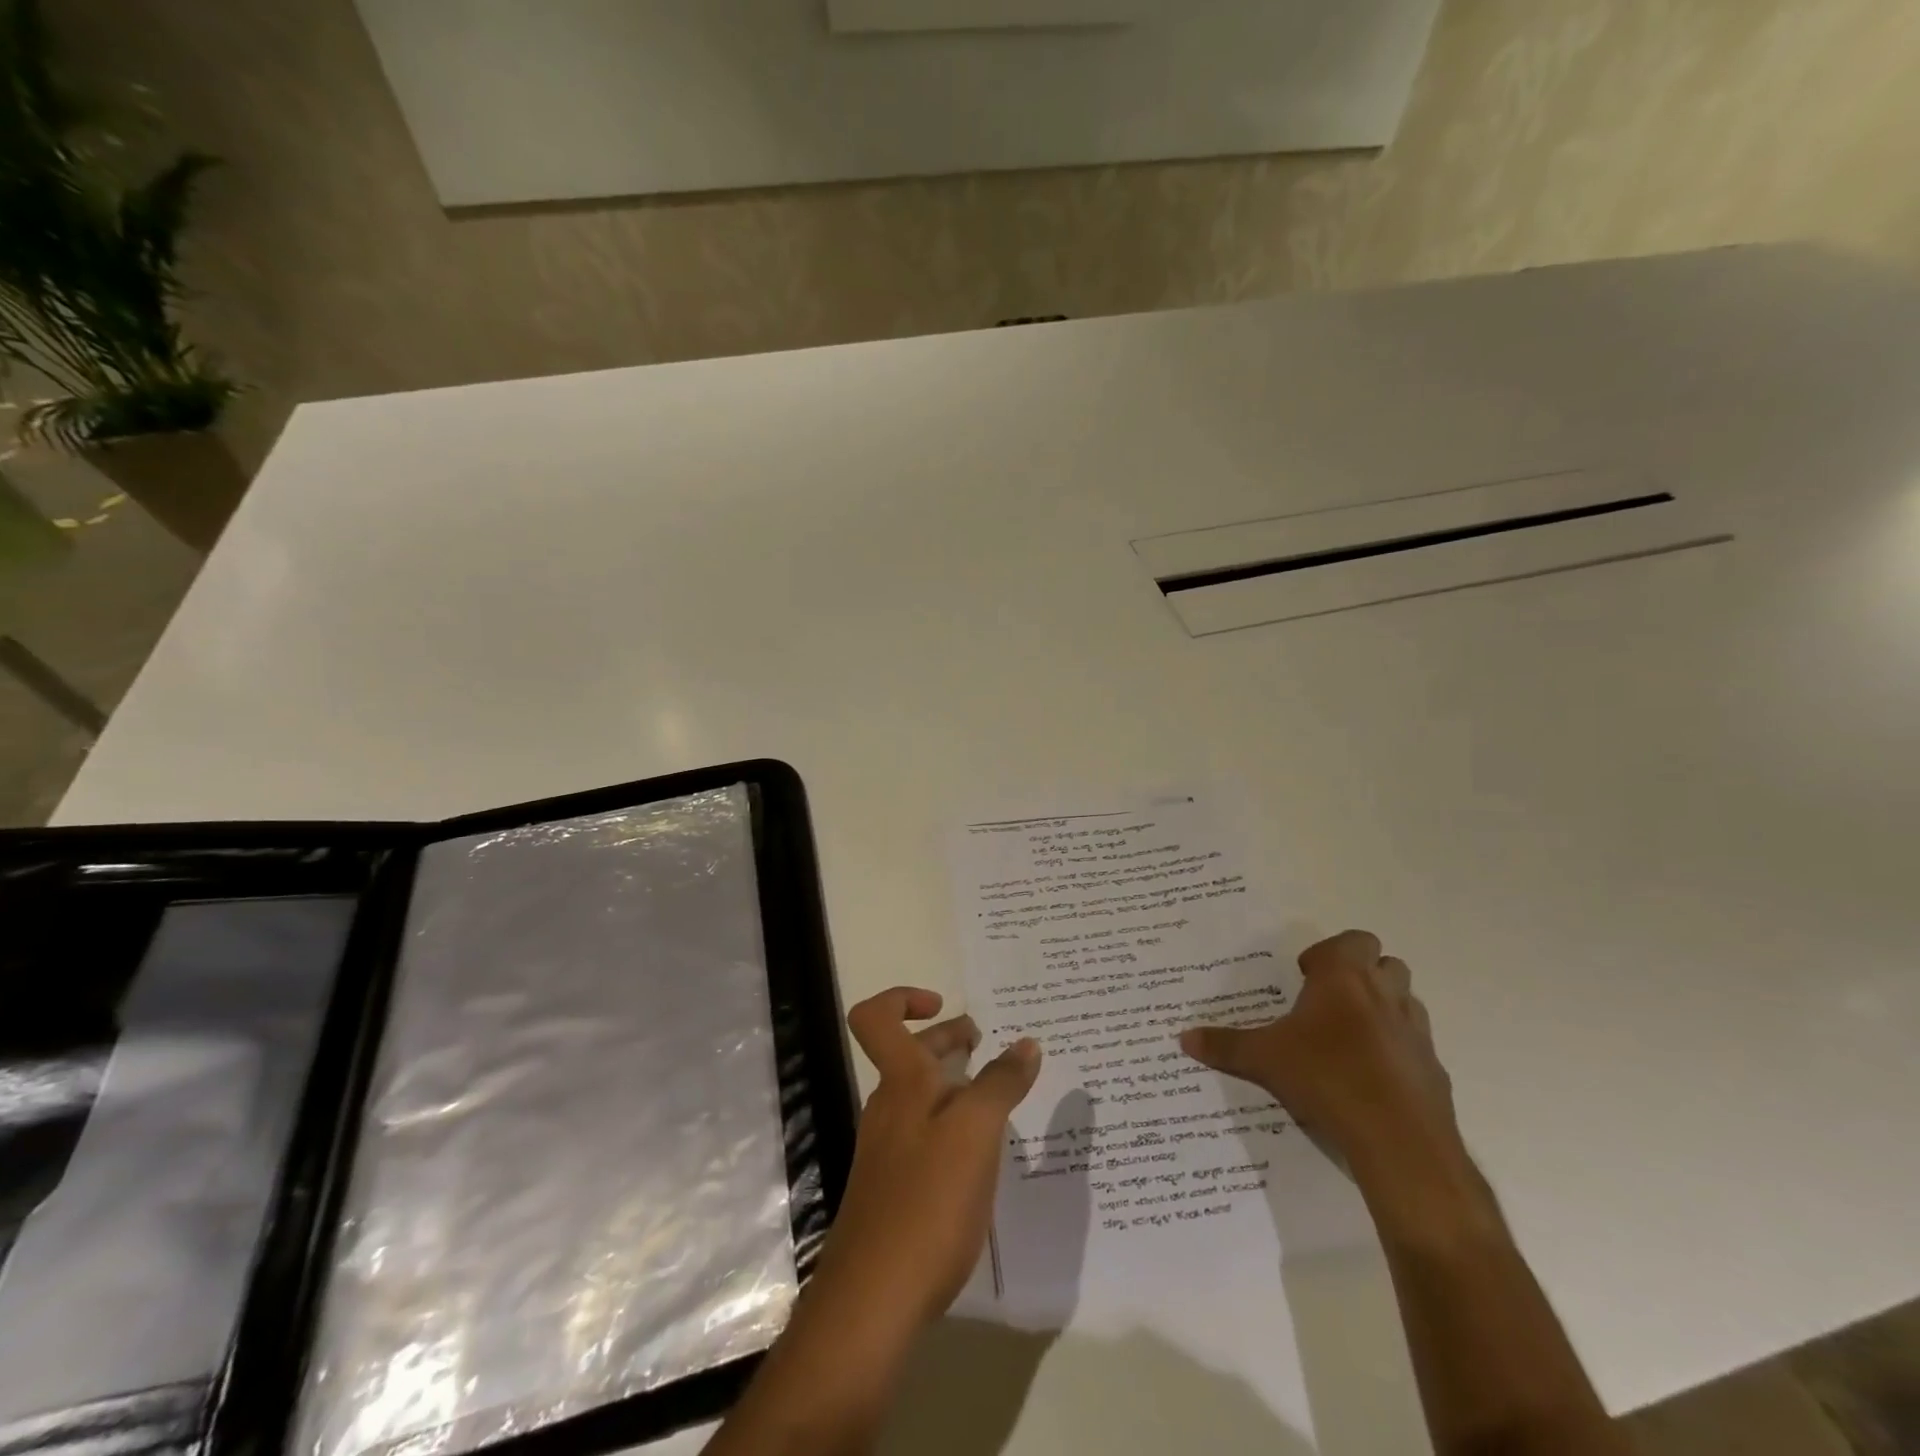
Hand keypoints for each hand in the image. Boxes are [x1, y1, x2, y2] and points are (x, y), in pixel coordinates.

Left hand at [812, 988, 1042, 1333]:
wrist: (874, 1298)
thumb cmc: (927, 1200)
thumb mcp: (976, 1133)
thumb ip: (1001, 1084)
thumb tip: (1026, 1043)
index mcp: (901, 1083)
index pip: (876, 1017)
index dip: (902, 997)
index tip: (943, 1004)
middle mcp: (888, 1107)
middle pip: (909, 1055)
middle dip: (946, 1040)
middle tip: (986, 1044)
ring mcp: (888, 1149)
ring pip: (921, 1097)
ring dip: (954, 1085)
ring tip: (998, 1100)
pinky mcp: (895, 1188)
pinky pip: (926, 1136)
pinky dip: (952, 1127)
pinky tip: (981, 1157)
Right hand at [1181, 930, 1463, 1201]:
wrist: (1398, 1139)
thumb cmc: (1325, 1077)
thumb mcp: (1263, 1059)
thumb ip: (1225, 1046)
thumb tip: (1183, 1038)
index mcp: (1345, 978)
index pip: (1353, 940)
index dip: (1330, 953)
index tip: (1306, 976)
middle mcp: (1385, 994)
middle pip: (1386, 963)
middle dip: (1362, 975)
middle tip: (1329, 1001)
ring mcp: (1415, 1031)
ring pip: (1406, 1001)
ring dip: (1383, 1008)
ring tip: (1350, 1037)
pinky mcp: (1433, 1068)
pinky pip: (1415, 1045)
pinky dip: (1397, 1050)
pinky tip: (1372, 1078)